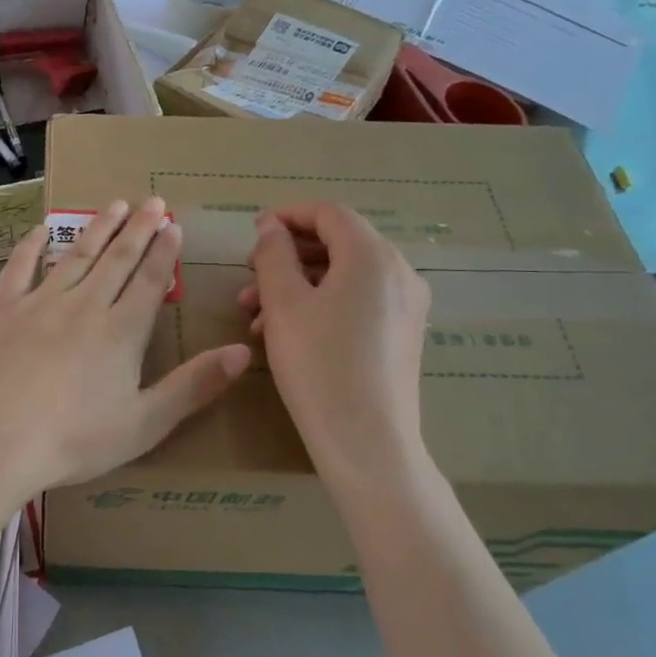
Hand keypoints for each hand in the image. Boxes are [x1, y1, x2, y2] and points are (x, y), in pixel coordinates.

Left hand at [0, 197, 250, 494]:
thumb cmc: (74, 439)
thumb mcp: (145, 423)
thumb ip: (195, 385)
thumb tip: (244, 351)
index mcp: (121, 331)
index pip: (149, 281)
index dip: (164, 252)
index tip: (173, 225)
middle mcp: (84, 305)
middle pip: (117, 260)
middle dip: (138, 229)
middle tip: (153, 201)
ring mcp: (39, 302)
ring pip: (76, 255)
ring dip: (98, 229)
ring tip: (114, 204)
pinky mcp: (2, 308)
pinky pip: (19, 267)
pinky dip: (31, 246)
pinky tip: (40, 230)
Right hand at [240, 203, 431, 478]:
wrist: (367, 443)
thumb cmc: (319, 364)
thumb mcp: (284, 303)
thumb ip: (274, 254)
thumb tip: (271, 225)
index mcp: (373, 256)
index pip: (329, 213)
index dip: (287, 215)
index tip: (252, 232)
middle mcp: (399, 273)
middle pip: (339, 243)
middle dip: (288, 255)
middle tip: (249, 274)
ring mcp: (406, 306)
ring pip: (344, 276)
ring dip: (298, 284)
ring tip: (255, 312)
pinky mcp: (402, 335)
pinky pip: (357, 302)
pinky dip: (321, 304)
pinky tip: (285, 332)